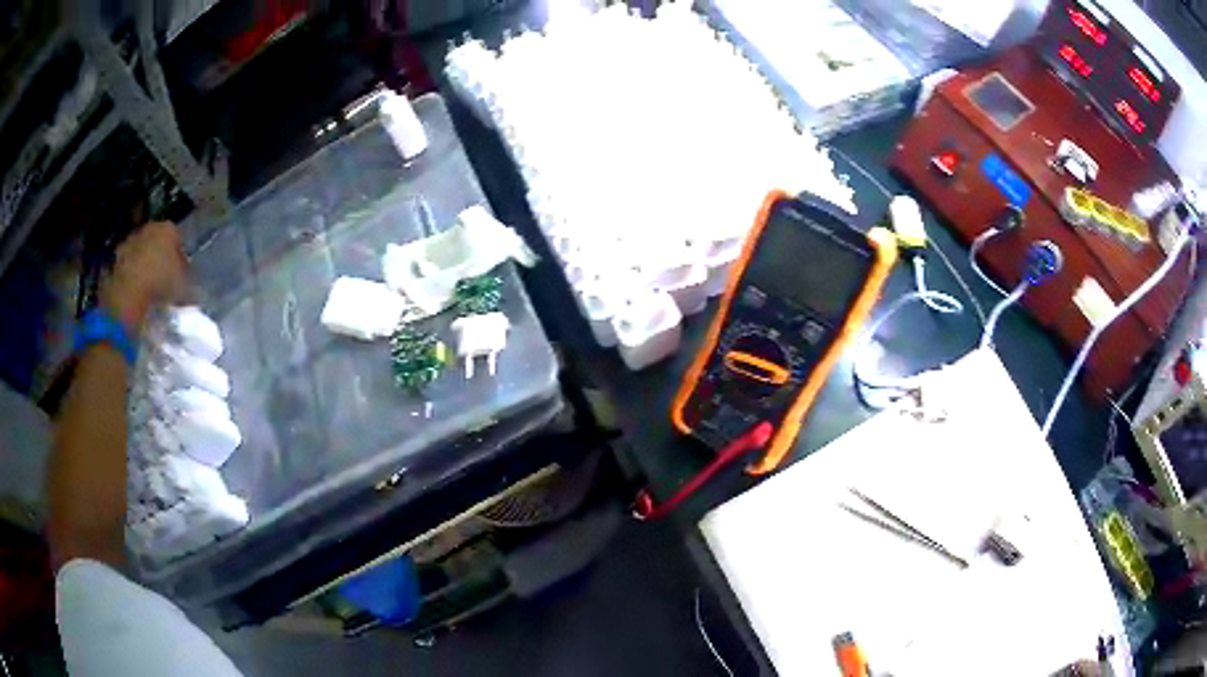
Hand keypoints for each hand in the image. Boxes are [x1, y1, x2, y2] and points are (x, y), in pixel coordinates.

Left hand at [101, 222, 187, 332]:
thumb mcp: (184, 289)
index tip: (181, 277)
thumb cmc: (160, 286)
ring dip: (143, 268)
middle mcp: (148, 228)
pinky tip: (134, 296)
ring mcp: (128, 243)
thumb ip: (189, 285)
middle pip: (156, 243)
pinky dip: (130, 279)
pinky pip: (126, 269)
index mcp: (168, 228)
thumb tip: (193, 292)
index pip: (178, 239)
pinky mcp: (114, 260)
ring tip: (147, 292)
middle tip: (164, 283)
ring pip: (140, 254)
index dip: (180, 258)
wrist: (127, 297)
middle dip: (159, 259)